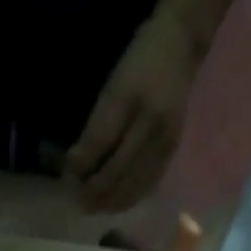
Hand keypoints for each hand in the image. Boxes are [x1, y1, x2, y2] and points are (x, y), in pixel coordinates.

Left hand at [64, 11, 199, 211]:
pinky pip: (148, 183)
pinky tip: (116, 204)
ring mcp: (164, 138)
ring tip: (95, 208)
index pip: (100, 142)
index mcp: (129, 97)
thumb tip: (76, 165)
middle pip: (117, 170)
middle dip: (94, 190)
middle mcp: (149, 121)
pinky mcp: (172, 149)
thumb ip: (96, 125)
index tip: (67, 177)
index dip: (82, 165)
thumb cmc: (139, 59)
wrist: (182, 42)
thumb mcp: (112, 83)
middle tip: (79, 202)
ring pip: (132, 183)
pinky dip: (129, 198)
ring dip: (110, 201)